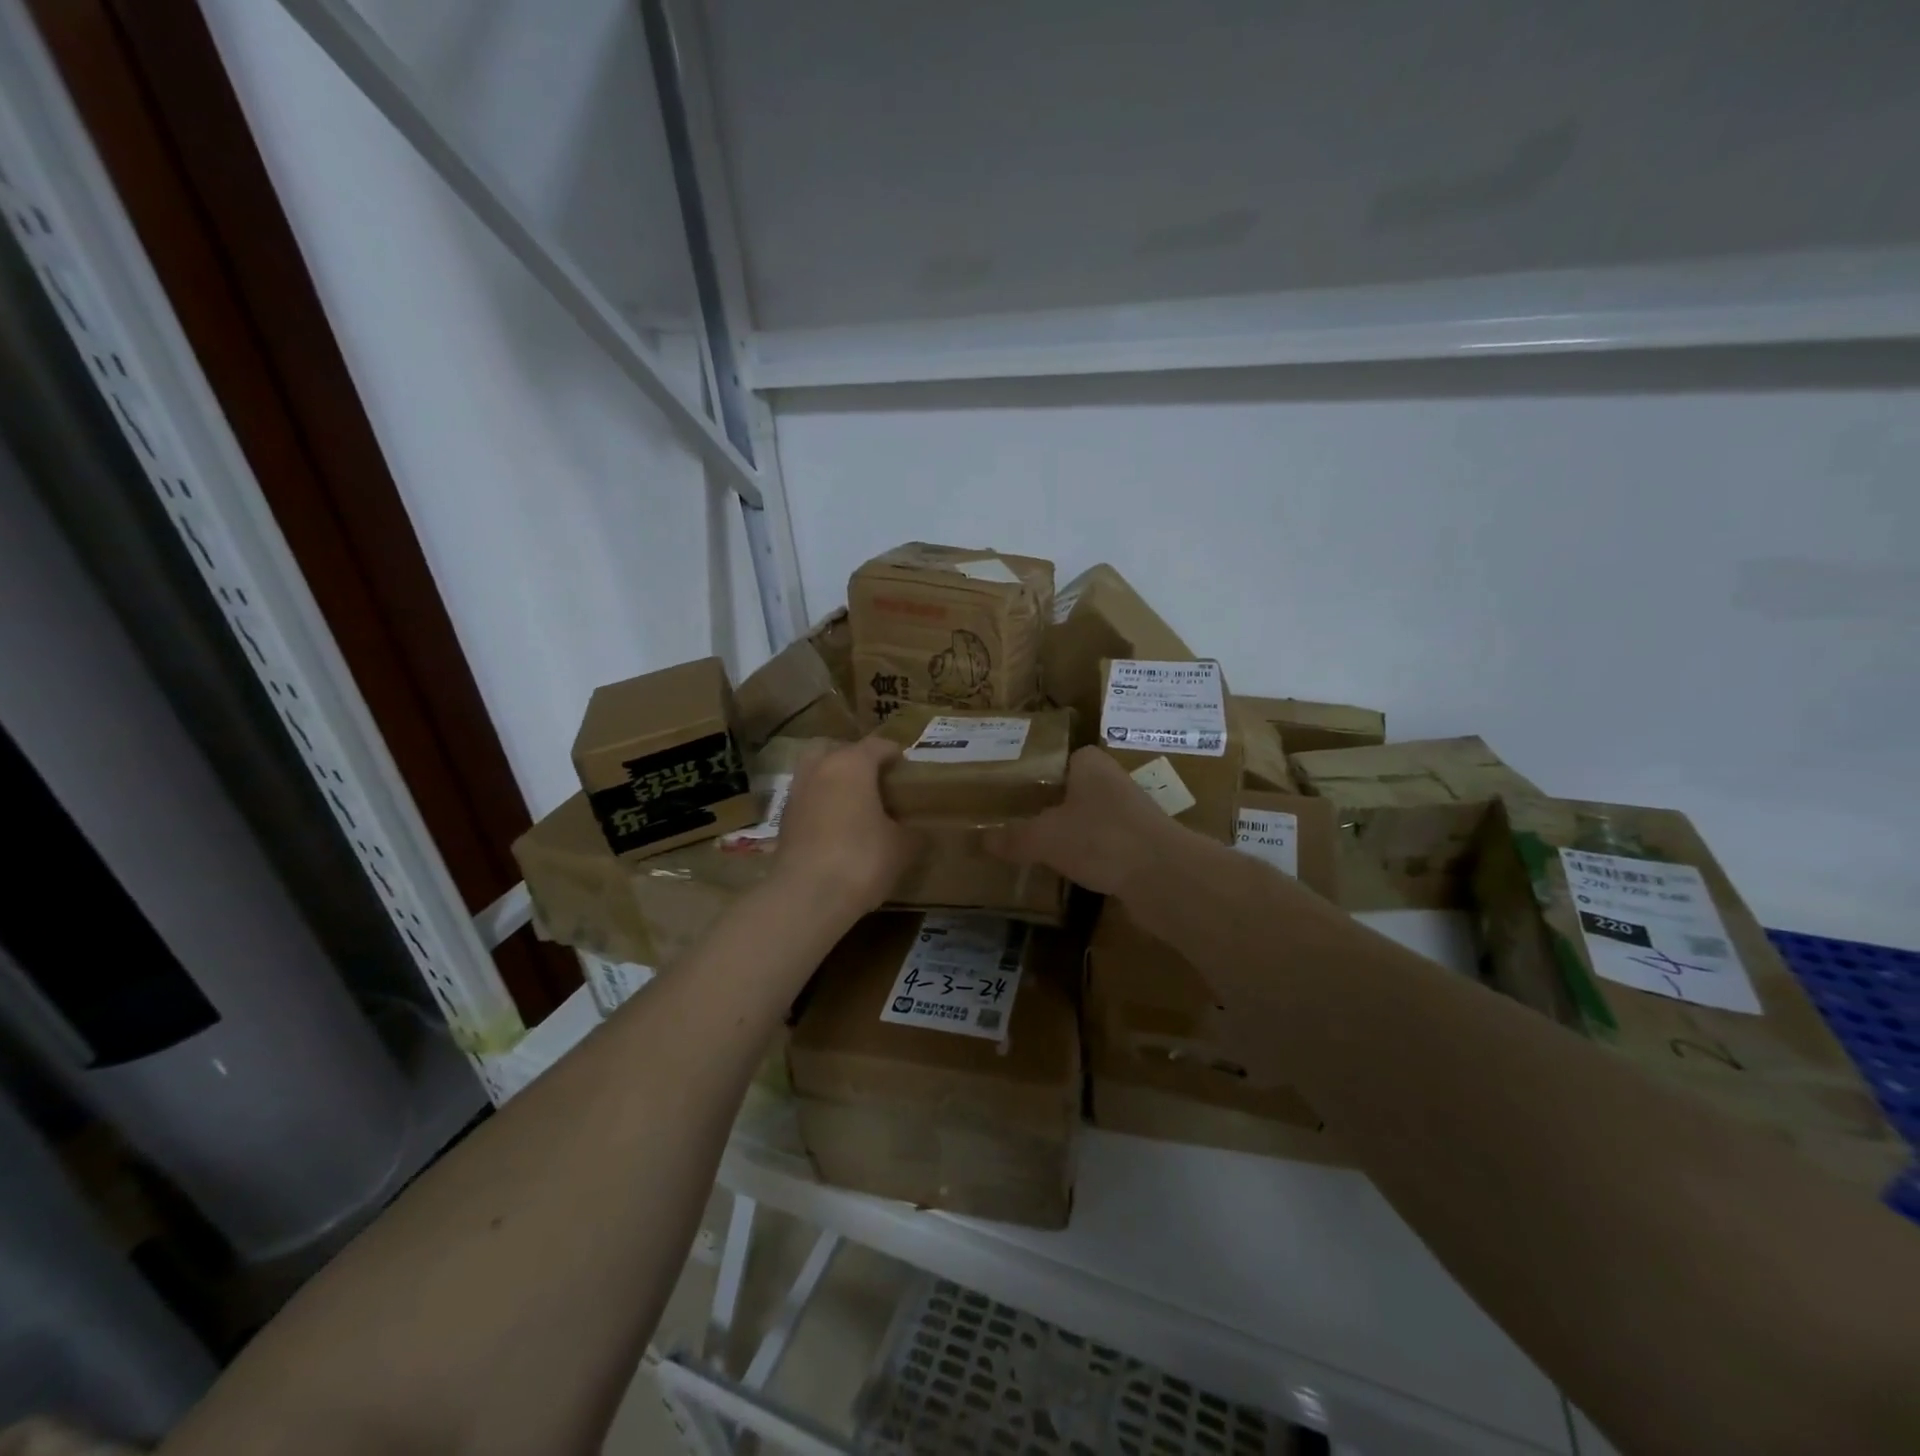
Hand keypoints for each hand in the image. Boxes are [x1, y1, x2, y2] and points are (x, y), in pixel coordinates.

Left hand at [772, 737, 919, 918]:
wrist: (807, 896)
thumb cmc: (862, 859)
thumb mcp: (902, 847)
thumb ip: (912, 831)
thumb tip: (916, 830)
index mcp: (852, 764)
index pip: (878, 745)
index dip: (895, 755)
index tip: (908, 770)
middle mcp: (820, 769)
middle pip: (838, 750)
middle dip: (856, 760)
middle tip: (876, 782)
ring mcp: (797, 793)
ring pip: (817, 773)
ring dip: (834, 781)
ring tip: (856, 805)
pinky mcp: (784, 820)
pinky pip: (808, 800)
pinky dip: (821, 805)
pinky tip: (837, 827)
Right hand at [984, 746, 1174, 895]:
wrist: (1164, 876)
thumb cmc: (1100, 838)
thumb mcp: (1044, 838)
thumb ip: (1014, 837)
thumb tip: (981, 839)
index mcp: (1091, 765)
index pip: (1062, 758)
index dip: (1040, 772)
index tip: (1016, 792)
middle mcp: (1114, 782)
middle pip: (1076, 790)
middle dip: (1053, 806)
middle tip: (1019, 822)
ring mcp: (1132, 815)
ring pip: (1092, 819)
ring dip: (1072, 833)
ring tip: (1039, 849)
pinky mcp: (1142, 846)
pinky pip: (1106, 846)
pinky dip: (1090, 857)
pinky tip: (1070, 872)